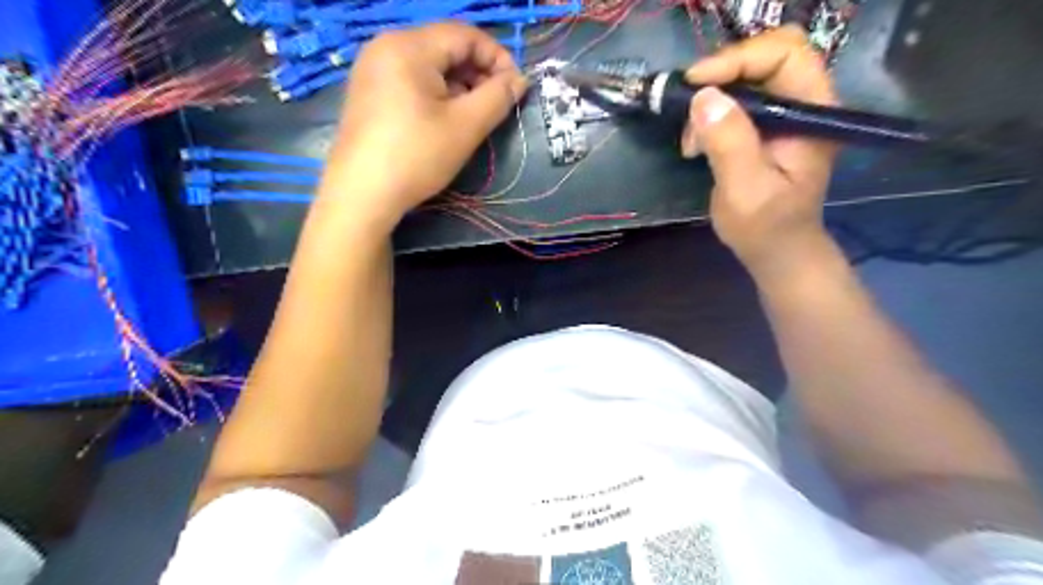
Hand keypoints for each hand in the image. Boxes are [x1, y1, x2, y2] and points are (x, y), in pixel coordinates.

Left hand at [323, 24, 525, 224]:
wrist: (361, 195)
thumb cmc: (416, 157)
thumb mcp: (465, 127)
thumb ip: (498, 97)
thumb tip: (520, 80)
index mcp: (409, 46)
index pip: (465, 34)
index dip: (497, 57)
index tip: (515, 89)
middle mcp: (386, 46)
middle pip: (445, 47)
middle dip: (478, 73)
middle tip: (496, 106)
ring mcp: (373, 69)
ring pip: (429, 65)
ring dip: (459, 86)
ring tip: (472, 118)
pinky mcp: (368, 92)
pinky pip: (411, 80)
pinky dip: (436, 94)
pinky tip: (444, 121)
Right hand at [685, 27, 837, 280]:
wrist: (776, 250)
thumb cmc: (765, 226)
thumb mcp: (745, 190)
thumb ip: (729, 143)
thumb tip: (703, 97)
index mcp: (812, 112)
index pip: (785, 54)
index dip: (738, 59)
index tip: (695, 84)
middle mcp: (804, 103)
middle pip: (766, 56)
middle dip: (722, 74)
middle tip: (689, 100)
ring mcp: (785, 114)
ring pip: (747, 77)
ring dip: (711, 98)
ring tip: (690, 138)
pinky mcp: (765, 126)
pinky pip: (735, 100)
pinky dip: (709, 113)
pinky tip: (696, 142)